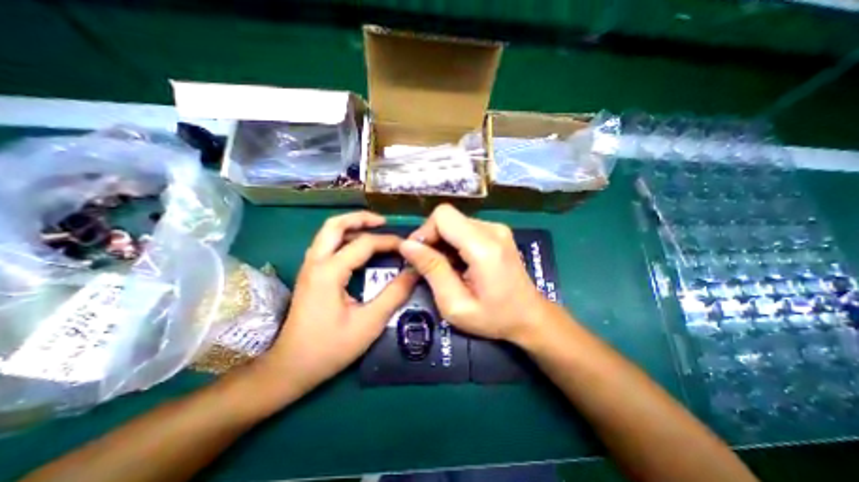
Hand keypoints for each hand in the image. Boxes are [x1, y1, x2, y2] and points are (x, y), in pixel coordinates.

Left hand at [266, 210, 419, 394]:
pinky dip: (344, 238)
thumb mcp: (369, 323)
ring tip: (374, 230)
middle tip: (383, 222)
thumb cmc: (329, 348)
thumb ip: (394, 294)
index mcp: (329, 272)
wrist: (289, 368)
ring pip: (327, 233)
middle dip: (360, 218)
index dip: (389, 241)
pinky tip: (358, 248)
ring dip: (351, 226)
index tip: (408, 246)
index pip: (364, 244)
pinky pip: (327, 245)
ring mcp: (309, 267)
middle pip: (334, 225)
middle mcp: (315, 263)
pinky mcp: (309, 275)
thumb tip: (414, 272)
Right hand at [400, 204, 553, 344]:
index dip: (424, 232)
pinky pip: (465, 228)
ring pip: (454, 222)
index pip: (443, 216)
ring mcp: (497, 228)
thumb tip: (407, 245)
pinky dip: (454, 242)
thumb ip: (432, 270)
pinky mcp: (497, 232)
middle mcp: (492, 229)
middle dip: (432, 238)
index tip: (419, 256)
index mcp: (484, 247)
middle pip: (447, 217)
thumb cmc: (494, 317)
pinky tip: (459, 263)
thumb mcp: (455, 304)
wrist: (530, 316)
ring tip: (447, 268)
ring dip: (443, 242)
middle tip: (430, 266)